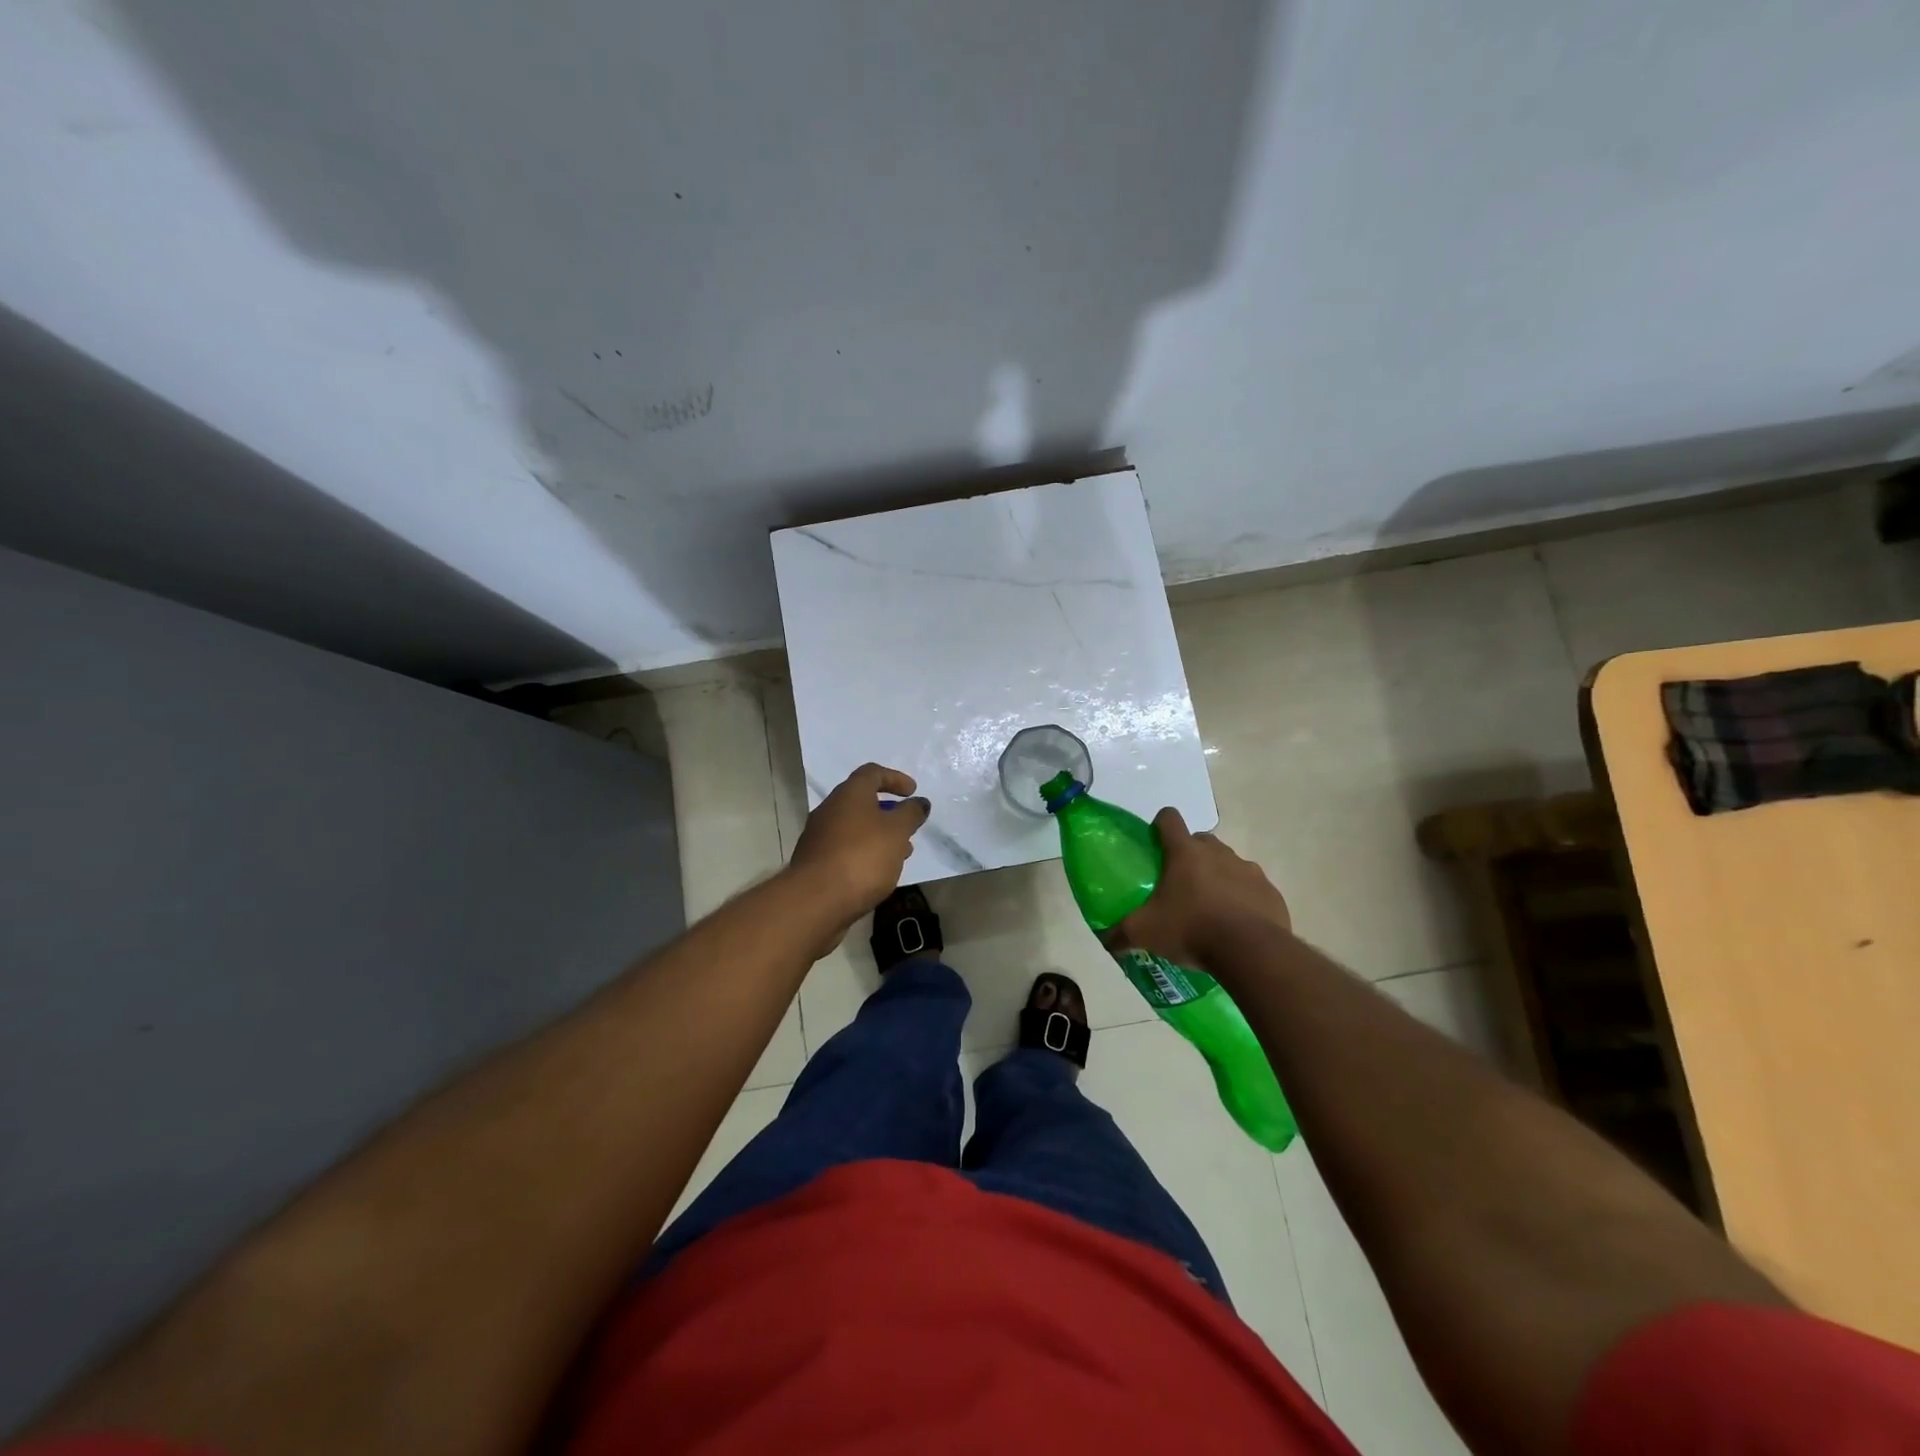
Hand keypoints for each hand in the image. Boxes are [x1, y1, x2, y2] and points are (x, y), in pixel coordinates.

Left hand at [789, 763, 930, 933]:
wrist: (816, 900)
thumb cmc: (862, 857)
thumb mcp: (897, 831)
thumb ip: (911, 814)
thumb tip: (919, 802)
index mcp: (849, 794)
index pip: (872, 773)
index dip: (895, 778)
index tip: (913, 792)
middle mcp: (829, 809)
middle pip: (862, 801)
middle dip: (888, 812)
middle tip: (908, 827)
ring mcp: (819, 837)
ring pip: (854, 828)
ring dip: (878, 836)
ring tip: (900, 854)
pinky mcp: (816, 862)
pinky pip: (845, 849)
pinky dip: (864, 853)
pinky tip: (878, 872)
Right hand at [1105, 808, 1289, 971]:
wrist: (1250, 951)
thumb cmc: (1191, 928)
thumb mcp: (1145, 932)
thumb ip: (1121, 933)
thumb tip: (1105, 940)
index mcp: (1185, 852)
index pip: (1169, 818)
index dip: (1160, 825)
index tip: (1155, 843)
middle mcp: (1218, 852)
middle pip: (1201, 841)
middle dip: (1190, 855)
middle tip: (1180, 884)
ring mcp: (1249, 870)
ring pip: (1229, 864)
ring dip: (1219, 878)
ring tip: (1210, 909)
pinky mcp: (1270, 892)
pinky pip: (1252, 889)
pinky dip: (1243, 900)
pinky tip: (1236, 925)